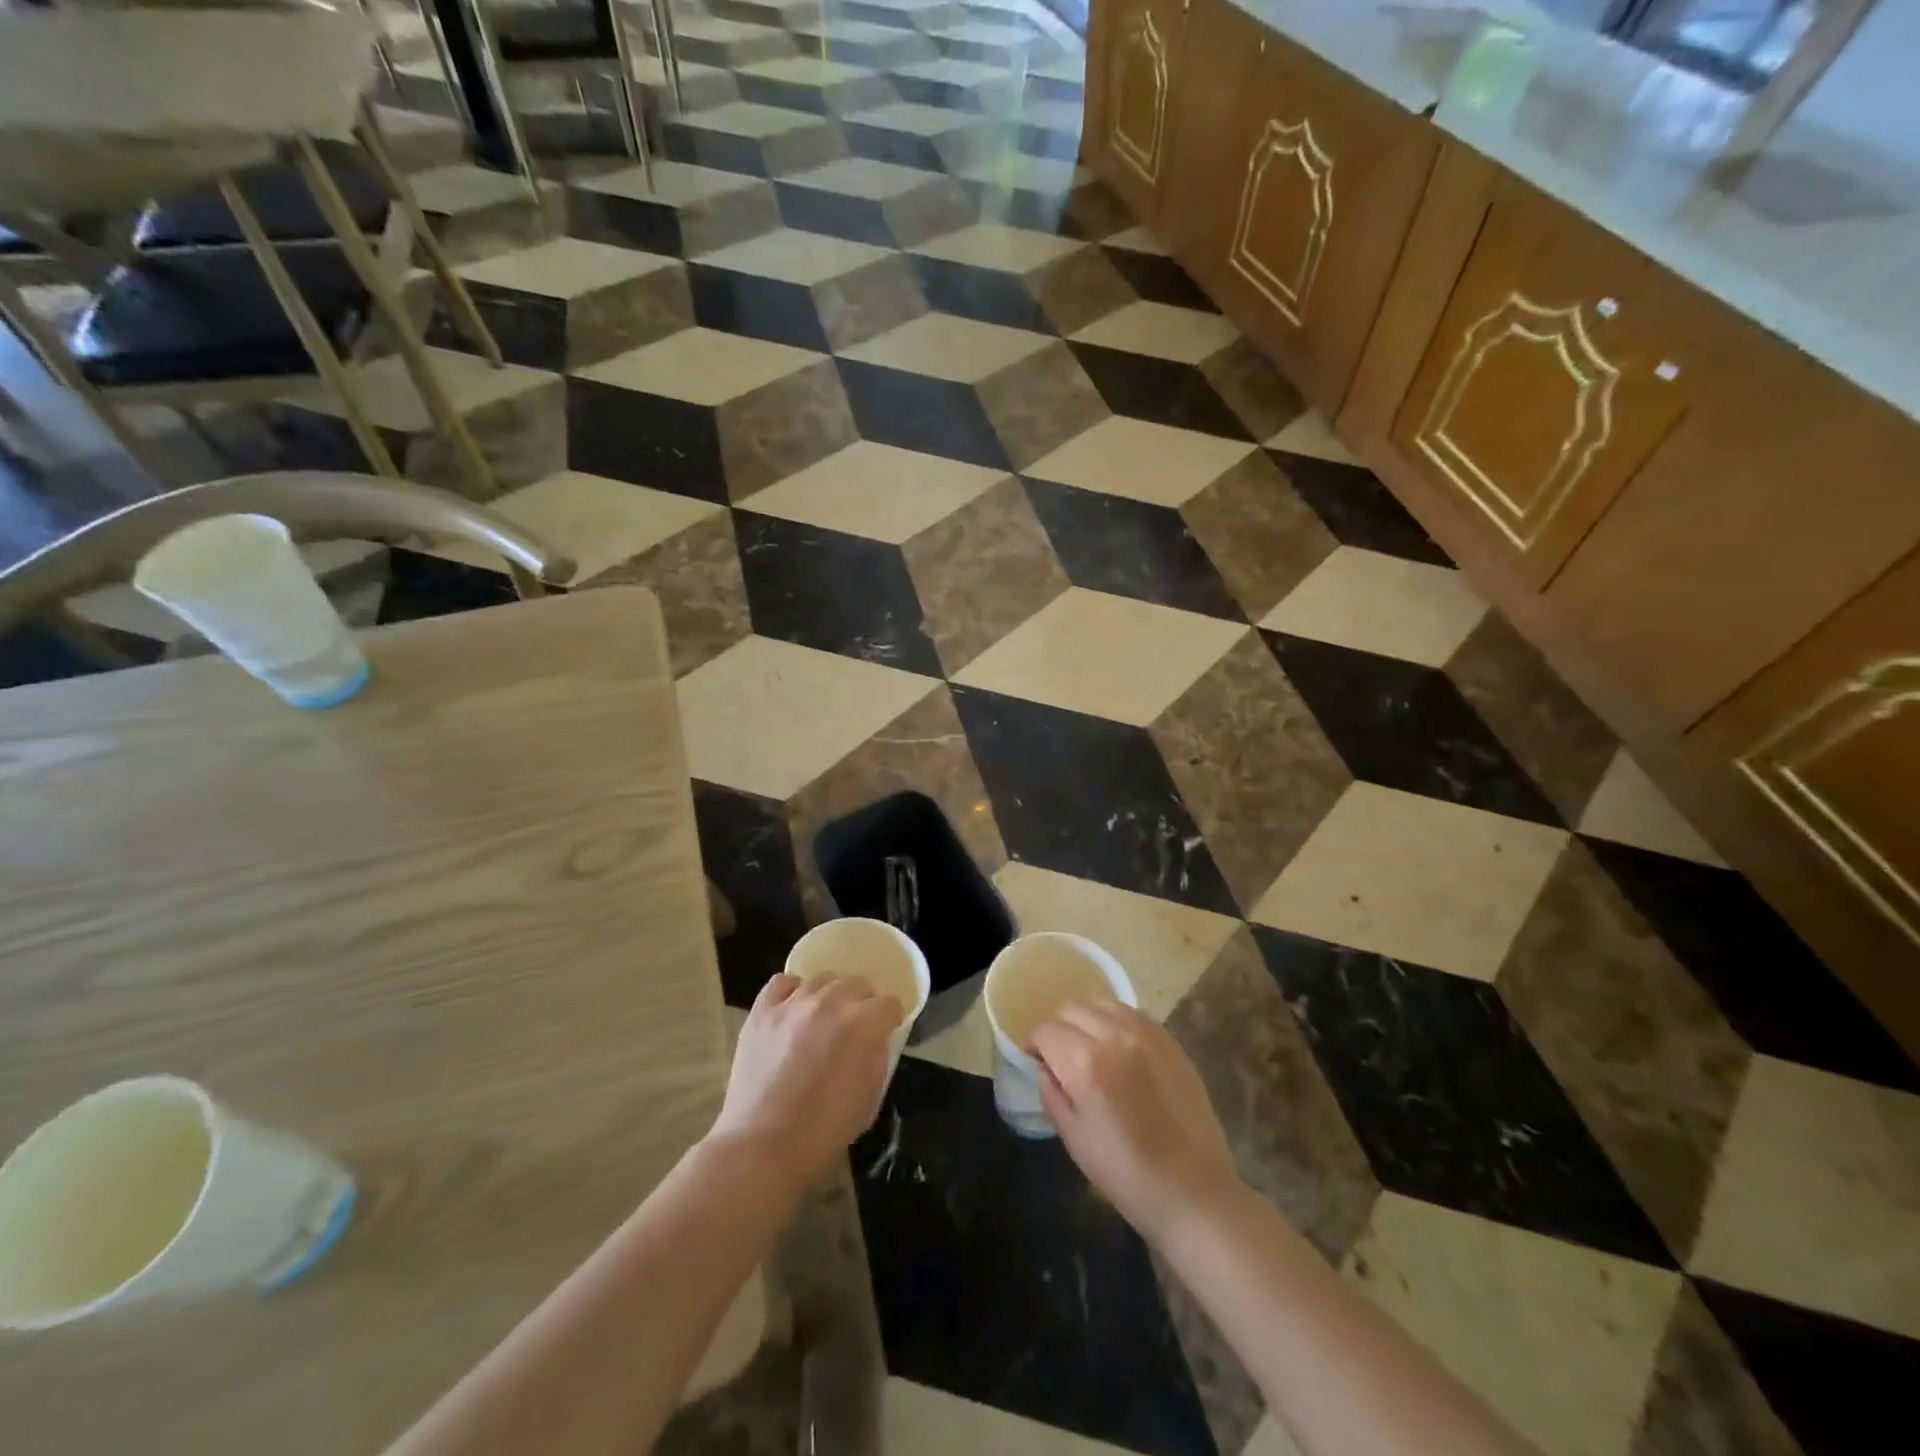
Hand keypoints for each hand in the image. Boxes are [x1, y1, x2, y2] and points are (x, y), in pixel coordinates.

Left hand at [709, 973, 900, 1195]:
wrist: (761, 1146)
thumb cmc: (823, 1131)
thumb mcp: (869, 1098)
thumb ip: (877, 1058)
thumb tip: (874, 1040)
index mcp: (863, 1024)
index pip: (889, 1004)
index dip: (890, 1020)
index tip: (884, 1034)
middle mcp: (831, 1002)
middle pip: (858, 983)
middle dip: (862, 1003)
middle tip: (854, 1029)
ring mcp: (793, 1003)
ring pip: (822, 979)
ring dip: (830, 996)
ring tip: (822, 1021)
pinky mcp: (762, 1010)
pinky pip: (783, 982)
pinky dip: (793, 992)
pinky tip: (793, 1011)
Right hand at [1031, 1001, 1239, 1245]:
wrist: (1193, 1191)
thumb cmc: (1125, 1173)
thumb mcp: (1073, 1137)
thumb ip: (1051, 1092)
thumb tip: (1043, 1066)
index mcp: (1086, 1062)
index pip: (1046, 1030)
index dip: (1034, 1045)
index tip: (1038, 1063)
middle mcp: (1115, 1035)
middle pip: (1072, 1009)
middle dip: (1059, 1030)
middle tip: (1062, 1058)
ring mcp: (1147, 1034)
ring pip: (1102, 1003)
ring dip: (1088, 1020)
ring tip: (1092, 1049)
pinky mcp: (1170, 1040)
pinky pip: (1132, 1014)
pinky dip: (1117, 1022)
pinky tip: (1120, 1050)